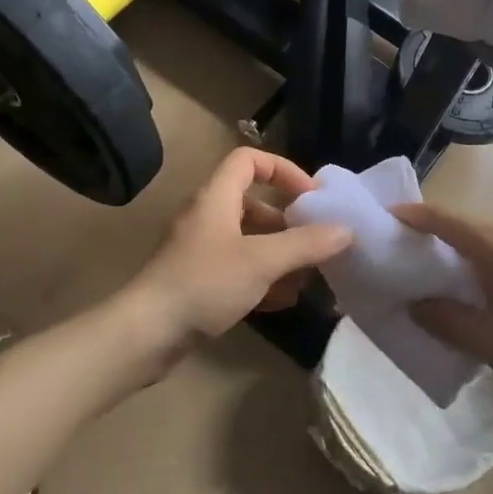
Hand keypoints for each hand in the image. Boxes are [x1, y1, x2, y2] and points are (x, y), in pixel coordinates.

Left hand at [132, 148, 351, 339]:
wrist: (146, 334)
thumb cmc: (204, 283)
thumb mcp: (262, 261)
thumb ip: (306, 244)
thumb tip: (346, 230)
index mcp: (216, 197)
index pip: (249, 160)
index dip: (283, 169)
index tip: (311, 195)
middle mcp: (206, 216)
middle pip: (253, 204)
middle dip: (287, 224)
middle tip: (314, 245)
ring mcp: (199, 250)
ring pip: (248, 240)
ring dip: (278, 256)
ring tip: (305, 280)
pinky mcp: (196, 280)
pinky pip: (237, 269)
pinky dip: (261, 279)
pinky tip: (281, 303)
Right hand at [393, 202, 492, 411]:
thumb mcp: (487, 341)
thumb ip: (444, 319)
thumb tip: (415, 304)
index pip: (447, 220)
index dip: (414, 216)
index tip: (384, 217)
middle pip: (466, 229)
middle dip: (432, 236)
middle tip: (400, 253)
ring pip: (486, 245)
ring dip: (457, 255)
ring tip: (429, 275)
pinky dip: (479, 267)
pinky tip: (471, 293)